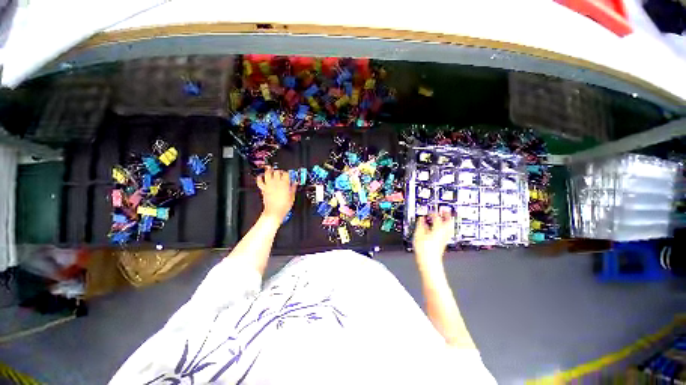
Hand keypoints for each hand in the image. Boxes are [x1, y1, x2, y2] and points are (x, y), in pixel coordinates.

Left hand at [257, 167, 295, 222]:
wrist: (275, 211)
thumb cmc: (284, 206)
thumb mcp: (292, 196)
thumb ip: (293, 188)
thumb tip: (295, 183)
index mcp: (285, 183)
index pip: (286, 173)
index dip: (288, 173)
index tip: (289, 175)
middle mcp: (276, 182)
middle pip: (277, 171)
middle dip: (279, 171)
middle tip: (281, 173)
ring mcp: (269, 185)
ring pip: (268, 173)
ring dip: (270, 171)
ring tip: (272, 170)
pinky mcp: (263, 188)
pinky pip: (259, 180)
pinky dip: (259, 177)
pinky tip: (261, 176)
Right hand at [413, 212, 453, 268]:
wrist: (429, 263)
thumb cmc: (424, 250)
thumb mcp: (418, 235)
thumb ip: (420, 225)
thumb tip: (421, 219)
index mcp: (437, 230)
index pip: (437, 218)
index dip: (434, 213)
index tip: (431, 210)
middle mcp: (443, 234)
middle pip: (449, 223)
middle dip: (447, 216)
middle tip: (445, 211)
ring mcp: (444, 240)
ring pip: (449, 229)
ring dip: (448, 222)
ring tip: (445, 218)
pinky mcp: (443, 245)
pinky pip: (446, 234)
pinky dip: (444, 229)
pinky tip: (439, 230)